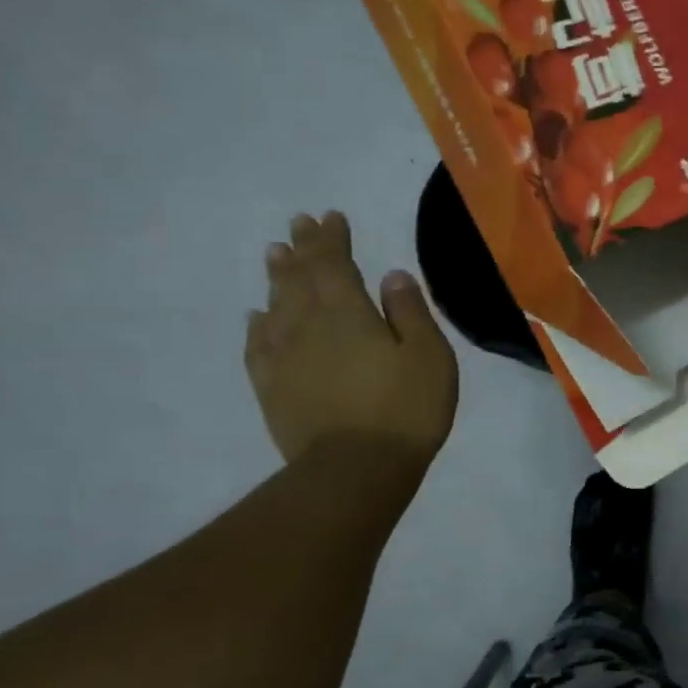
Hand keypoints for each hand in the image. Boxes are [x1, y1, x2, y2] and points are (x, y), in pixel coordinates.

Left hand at [245, 211, 457, 465]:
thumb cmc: (405, 409)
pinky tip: (258, 315)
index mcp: (350, 314)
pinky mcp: (272, 388)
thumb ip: (409, 312)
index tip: (330, 216)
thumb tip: (391, 275)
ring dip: (277, 277)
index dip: (332, 238)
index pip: (335, 264)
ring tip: (275, 254)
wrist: (355, 470)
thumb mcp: (429, 356)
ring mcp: (285, 358)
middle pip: (301, 279)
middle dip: (301, 249)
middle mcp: (309, 326)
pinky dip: (258, 324)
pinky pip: (258, 345)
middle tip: (298, 225)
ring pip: (276, 305)